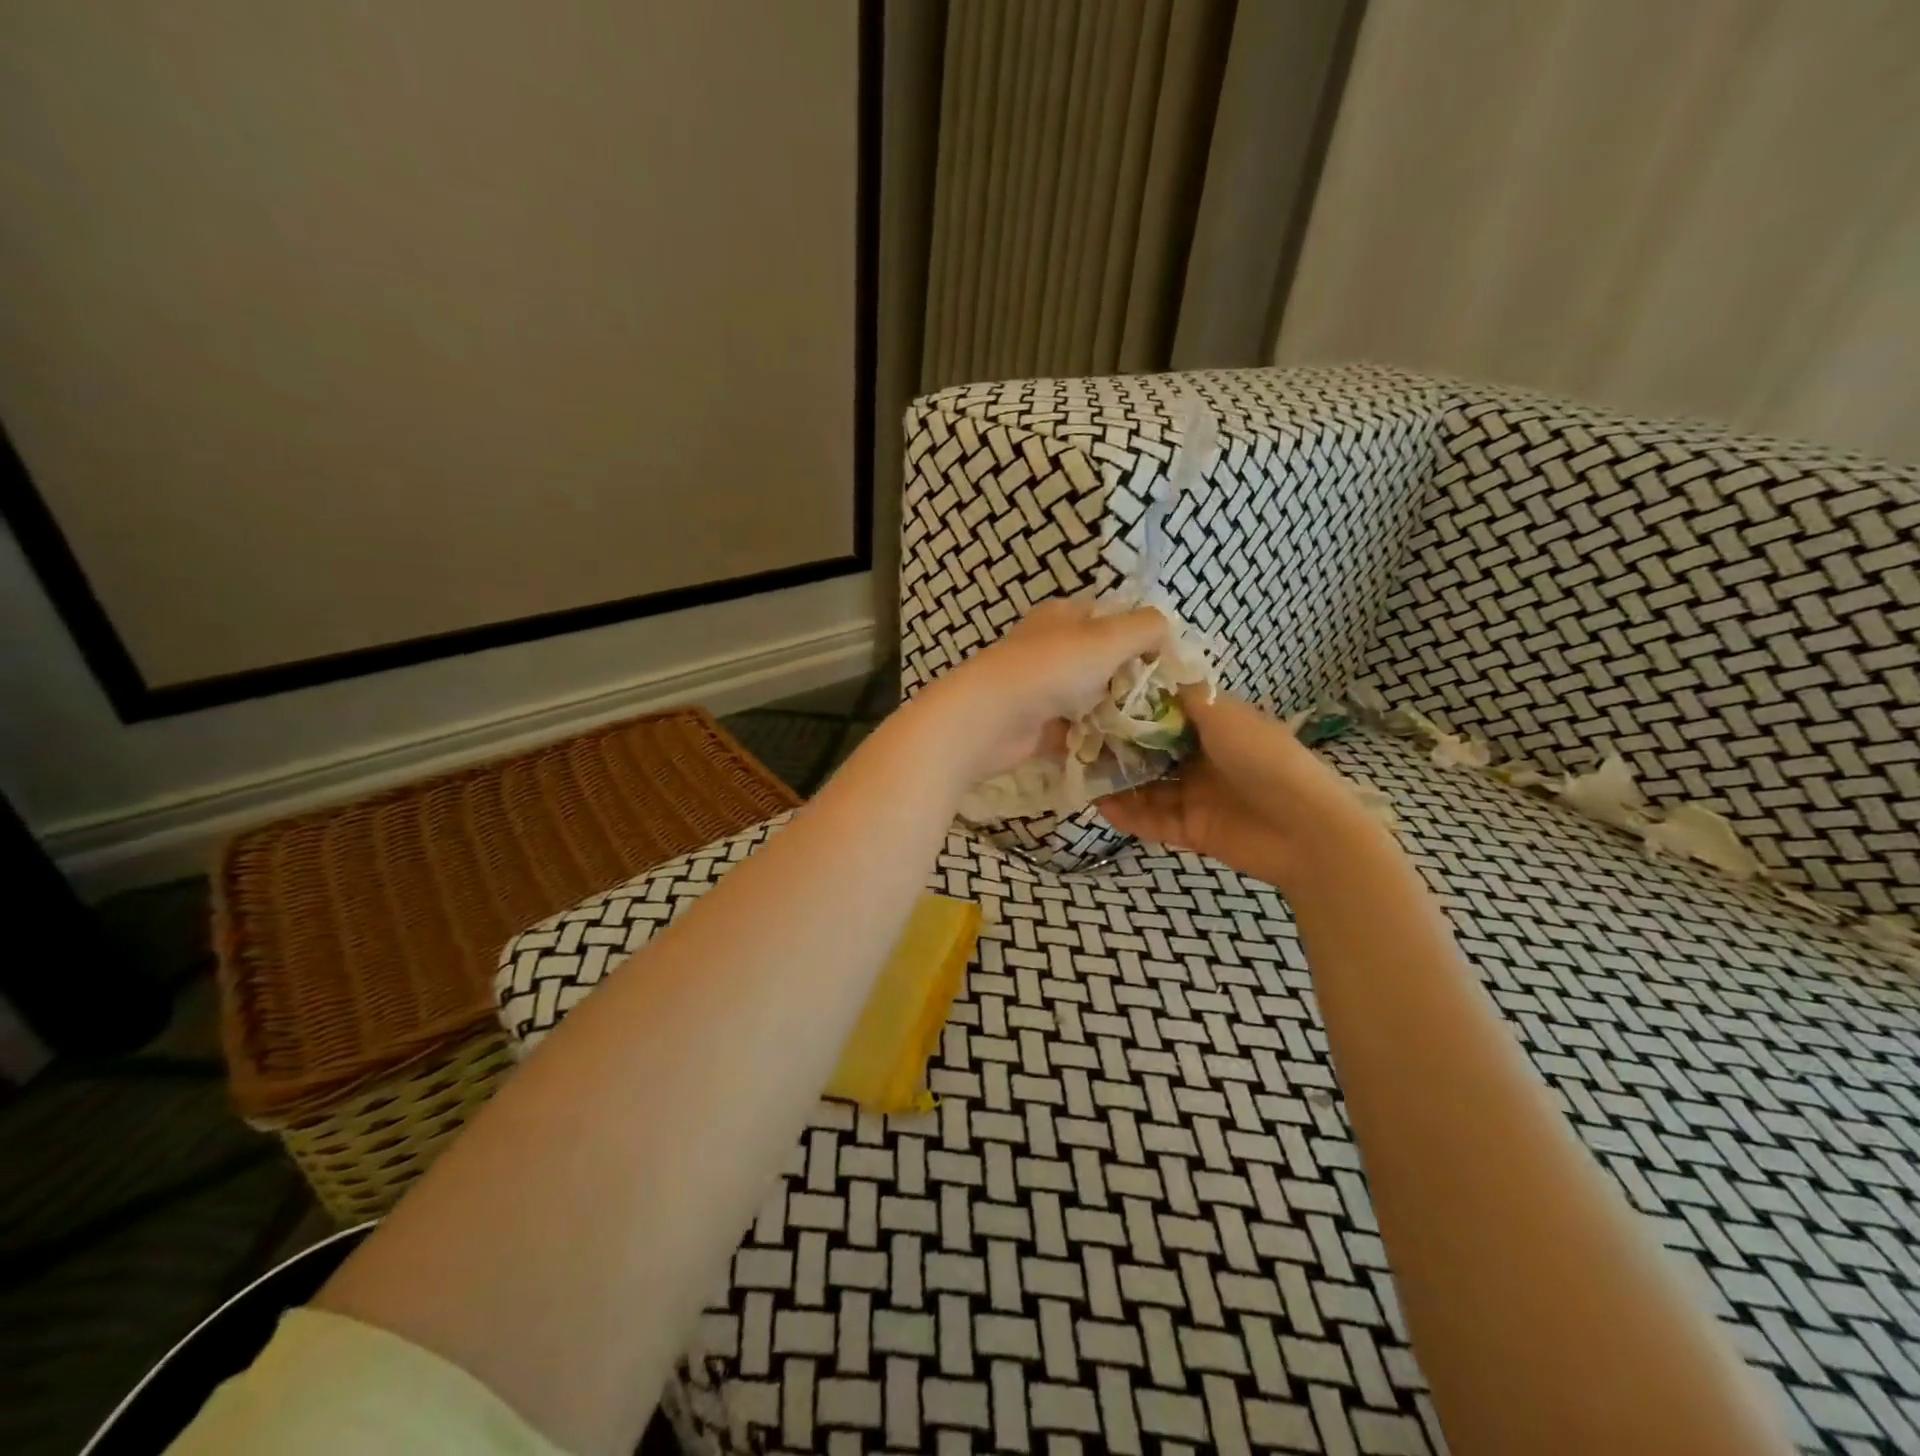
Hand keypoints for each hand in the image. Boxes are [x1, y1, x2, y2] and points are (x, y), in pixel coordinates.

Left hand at [918, 597, 1169, 780]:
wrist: (989, 719)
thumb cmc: (1050, 668)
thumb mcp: (1107, 637)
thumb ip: (1145, 628)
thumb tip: (1168, 629)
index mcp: (1063, 616)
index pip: (1112, 617)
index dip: (1142, 635)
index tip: (1171, 662)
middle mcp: (1051, 648)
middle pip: (1103, 660)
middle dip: (1133, 679)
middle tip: (1168, 701)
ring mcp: (1042, 688)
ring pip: (1090, 698)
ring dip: (1117, 712)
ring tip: (1154, 729)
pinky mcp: (1036, 726)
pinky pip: (1075, 731)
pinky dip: (1096, 740)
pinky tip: (1126, 751)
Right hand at [1097, 689, 1378, 888]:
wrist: (1306, 830)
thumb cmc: (1266, 759)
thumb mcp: (1225, 715)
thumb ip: (1184, 696)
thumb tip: (1151, 668)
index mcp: (1214, 727)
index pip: (1164, 714)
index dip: (1132, 709)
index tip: (1095, 701)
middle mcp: (1201, 759)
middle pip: (1150, 752)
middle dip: (1117, 748)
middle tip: (1076, 741)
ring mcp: (1195, 796)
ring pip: (1146, 787)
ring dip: (1116, 782)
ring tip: (1079, 774)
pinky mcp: (1191, 830)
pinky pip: (1152, 821)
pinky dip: (1127, 815)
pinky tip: (1098, 805)